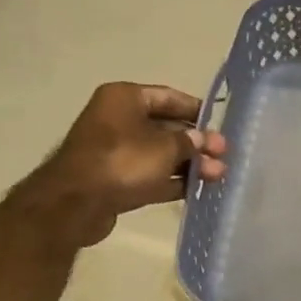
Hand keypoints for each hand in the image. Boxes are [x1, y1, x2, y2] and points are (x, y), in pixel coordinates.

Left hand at [18, 83, 228, 247]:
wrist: (77, 203)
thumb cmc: (122, 161)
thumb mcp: (164, 148)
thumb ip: (189, 142)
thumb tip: (203, 139)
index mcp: (125, 98)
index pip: (168, 97)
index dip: (196, 110)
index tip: (220, 124)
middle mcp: (119, 119)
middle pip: (166, 127)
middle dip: (196, 143)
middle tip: (224, 156)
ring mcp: (116, 151)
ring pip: (160, 154)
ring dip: (188, 164)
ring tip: (218, 176)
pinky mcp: (116, 179)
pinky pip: (150, 175)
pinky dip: (172, 181)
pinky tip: (197, 189)